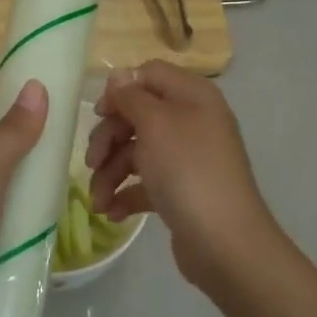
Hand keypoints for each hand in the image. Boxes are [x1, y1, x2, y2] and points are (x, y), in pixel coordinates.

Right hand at [86, 61, 280, 290]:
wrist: (224, 241)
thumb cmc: (188, 170)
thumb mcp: (156, 123)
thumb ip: (132, 96)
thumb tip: (119, 75)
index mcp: (192, 96)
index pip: (149, 75)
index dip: (121, 91)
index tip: (99, 114)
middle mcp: (192, 122)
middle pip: (138, 117)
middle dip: (109, 139)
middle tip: (92, 162)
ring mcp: (187, 159)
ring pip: (137, 154)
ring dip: (111, 174)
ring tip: (98, 201)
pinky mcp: (181, 192)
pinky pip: (145, 184)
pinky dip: (126, 195)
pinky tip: (112, 212)